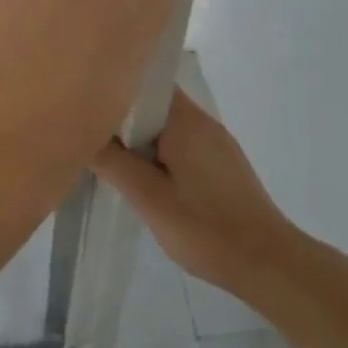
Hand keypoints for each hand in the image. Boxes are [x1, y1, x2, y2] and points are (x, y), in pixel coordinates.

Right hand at [91, 88, 303, 299]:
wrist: (269, 265)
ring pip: (165, 126)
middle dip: (122, 114)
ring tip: (104, 151)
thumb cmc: (206, 228)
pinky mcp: (220, 165)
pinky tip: (139, 174)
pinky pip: (179, 144)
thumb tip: (79, 132)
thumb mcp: (148, 197)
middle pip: (154, 103)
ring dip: (138, 136)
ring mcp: (215, 144)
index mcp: (186, 121)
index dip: (115, 85)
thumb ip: (112, 162)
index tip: (85, 96)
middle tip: (85, 127)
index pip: (147, 82)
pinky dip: (155, 151)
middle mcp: (203, 123)